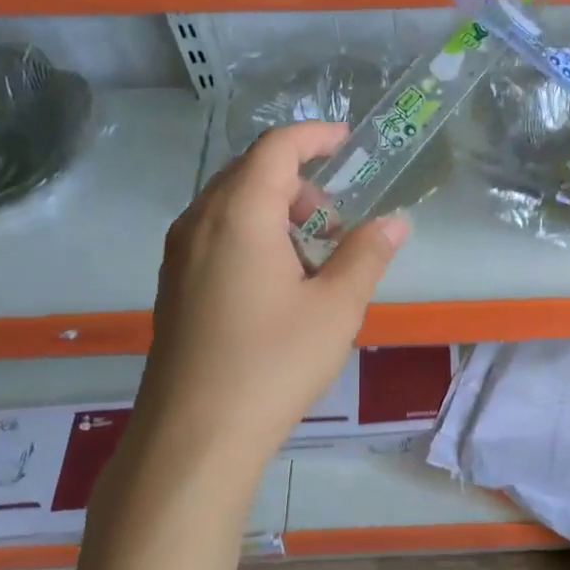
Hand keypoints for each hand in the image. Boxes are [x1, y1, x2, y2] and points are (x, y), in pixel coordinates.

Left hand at [129, 122, 408, 483]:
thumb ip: (367, 256)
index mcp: (239, 214)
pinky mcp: (174, 286)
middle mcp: (199, 222)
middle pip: (249, 172)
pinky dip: (253, 235)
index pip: (276, 148)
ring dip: (276, 210)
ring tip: (314, 255)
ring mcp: (179, 255)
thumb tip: (395, 224)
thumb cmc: (273, 362)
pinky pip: (216, 235)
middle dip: (298, 180)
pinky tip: (279, 282)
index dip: (314, 135)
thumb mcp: (336, 308)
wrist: (195, 434)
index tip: (348, 140)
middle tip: (337, 217)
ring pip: (230, 206)